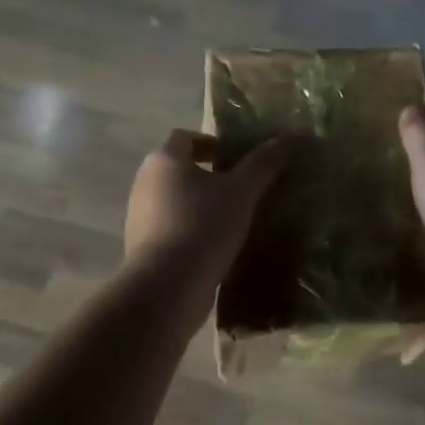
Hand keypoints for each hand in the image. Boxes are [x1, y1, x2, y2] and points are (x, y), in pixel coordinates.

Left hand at [124, 129, 284, 289]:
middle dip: (209, 175)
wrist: (167, 286)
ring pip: (175, 201)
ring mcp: (140, 217)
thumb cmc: (203, 226)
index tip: (236, 157)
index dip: (211, 142)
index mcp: (163, 160)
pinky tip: (217, 246)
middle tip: (242, 188)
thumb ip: (262, 164)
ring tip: (234, 219)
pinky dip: (193, 230)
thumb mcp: (241, 192)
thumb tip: (283, 140)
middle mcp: (144, 182)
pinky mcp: (144, 247)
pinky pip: (172, 228)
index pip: (184, 137)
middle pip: (179, 169)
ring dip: (201, 205)